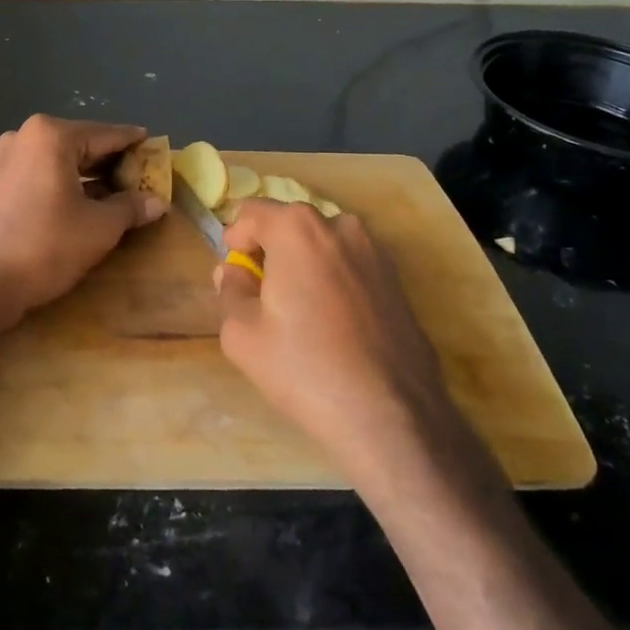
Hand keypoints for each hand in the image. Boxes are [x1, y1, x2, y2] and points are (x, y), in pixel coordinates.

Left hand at [0, 115, 167, 330]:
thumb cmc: (46, 245)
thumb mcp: (100, 227)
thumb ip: (131, 207)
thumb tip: (158, 202)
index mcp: (52, 135)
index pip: (106, 134)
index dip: (134, 143)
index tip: (156, 146)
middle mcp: (26, 136)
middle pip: (82, 143)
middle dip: (112, 161)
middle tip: (143, 174)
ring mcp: (8, 158)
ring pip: (61, 159)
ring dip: (90, 174)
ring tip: (120, 190)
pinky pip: (43, 172)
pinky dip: (67, 182)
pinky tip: (86, 200)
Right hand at [214, 200, 462, 476]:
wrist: (390, 416)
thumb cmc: (304, 368)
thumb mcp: (242, 334)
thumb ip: (230, 291)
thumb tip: (233, 272)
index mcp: (297, 228)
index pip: (252, 213)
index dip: (235, 240)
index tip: (235, 274)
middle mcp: (340, 226)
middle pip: (290, 225)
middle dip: (271, 251)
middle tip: (262, 297)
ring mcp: (376, 251)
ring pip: (323, 246)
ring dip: (304, 265)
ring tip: (300, 313)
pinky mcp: (398, 280)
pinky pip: (351, 266)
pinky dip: (334, 281)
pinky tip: (333, 326)